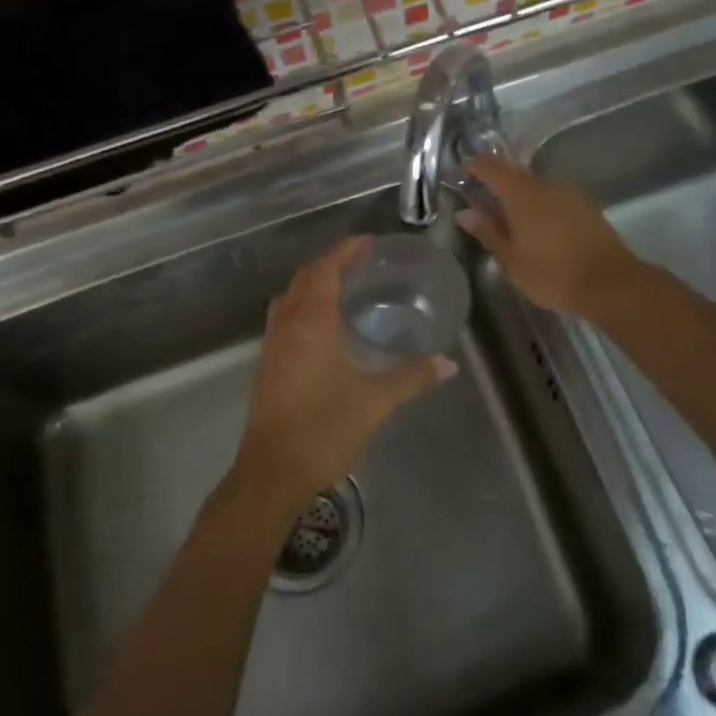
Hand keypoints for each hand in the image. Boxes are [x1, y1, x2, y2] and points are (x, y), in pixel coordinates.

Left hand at [232, 238, 455, 515]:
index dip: (345, 250)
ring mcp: (272, 346)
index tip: (368, 242)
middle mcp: (286, 325)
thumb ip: (411, 377)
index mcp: (310, 323)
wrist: (272, 473)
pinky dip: (304, 306)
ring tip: (346, 286)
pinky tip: (327, 326)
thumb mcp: (375, 402)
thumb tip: (447, 364)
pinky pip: (285, 318)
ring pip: (290, 297)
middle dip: (330, 262)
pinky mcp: (268, 365)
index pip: (324, 269)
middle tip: (362, 261)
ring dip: (314, 283)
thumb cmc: (324, 430)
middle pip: (304, 277)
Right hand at [458, 157, 638, 316]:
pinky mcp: (587, 207)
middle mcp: (546, 186)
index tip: (463, 170)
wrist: (610, 284)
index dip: (477, 166)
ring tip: (509, 212)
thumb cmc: (553, 275)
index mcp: (523, 196)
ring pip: (538, 185)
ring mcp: (570, 194)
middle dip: (498, 178)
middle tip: (482, 192)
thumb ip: (488, 232)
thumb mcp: (512, 260)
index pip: (493, 169)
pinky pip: (555, 197)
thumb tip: (465, 212)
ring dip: (521, 192)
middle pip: (517, 173)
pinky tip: (539, 223)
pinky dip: (541, 203)